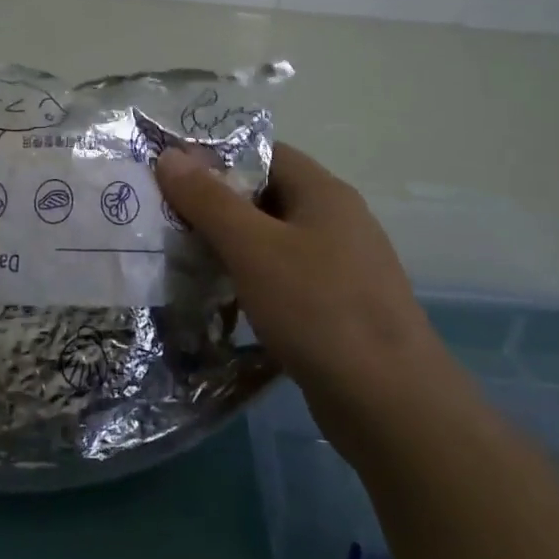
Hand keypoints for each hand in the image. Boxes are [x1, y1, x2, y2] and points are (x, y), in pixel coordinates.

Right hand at [154, 142, 452, 434]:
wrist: (391, 405)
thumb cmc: (319, 310)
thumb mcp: (253, 248)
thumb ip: (209, 200)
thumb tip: (169, 155)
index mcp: (323, 192)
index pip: (263, 153)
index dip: (217, 157)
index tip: (171, 174)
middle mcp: (336, 220)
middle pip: (266, 195)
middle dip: (217, 205)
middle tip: (167, 218)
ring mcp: (341, 266)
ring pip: (273, 240)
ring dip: (231, 246)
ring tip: (183, 259)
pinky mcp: (338, 307)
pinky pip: (285, 278)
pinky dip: (252, 281)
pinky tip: (222, 300)